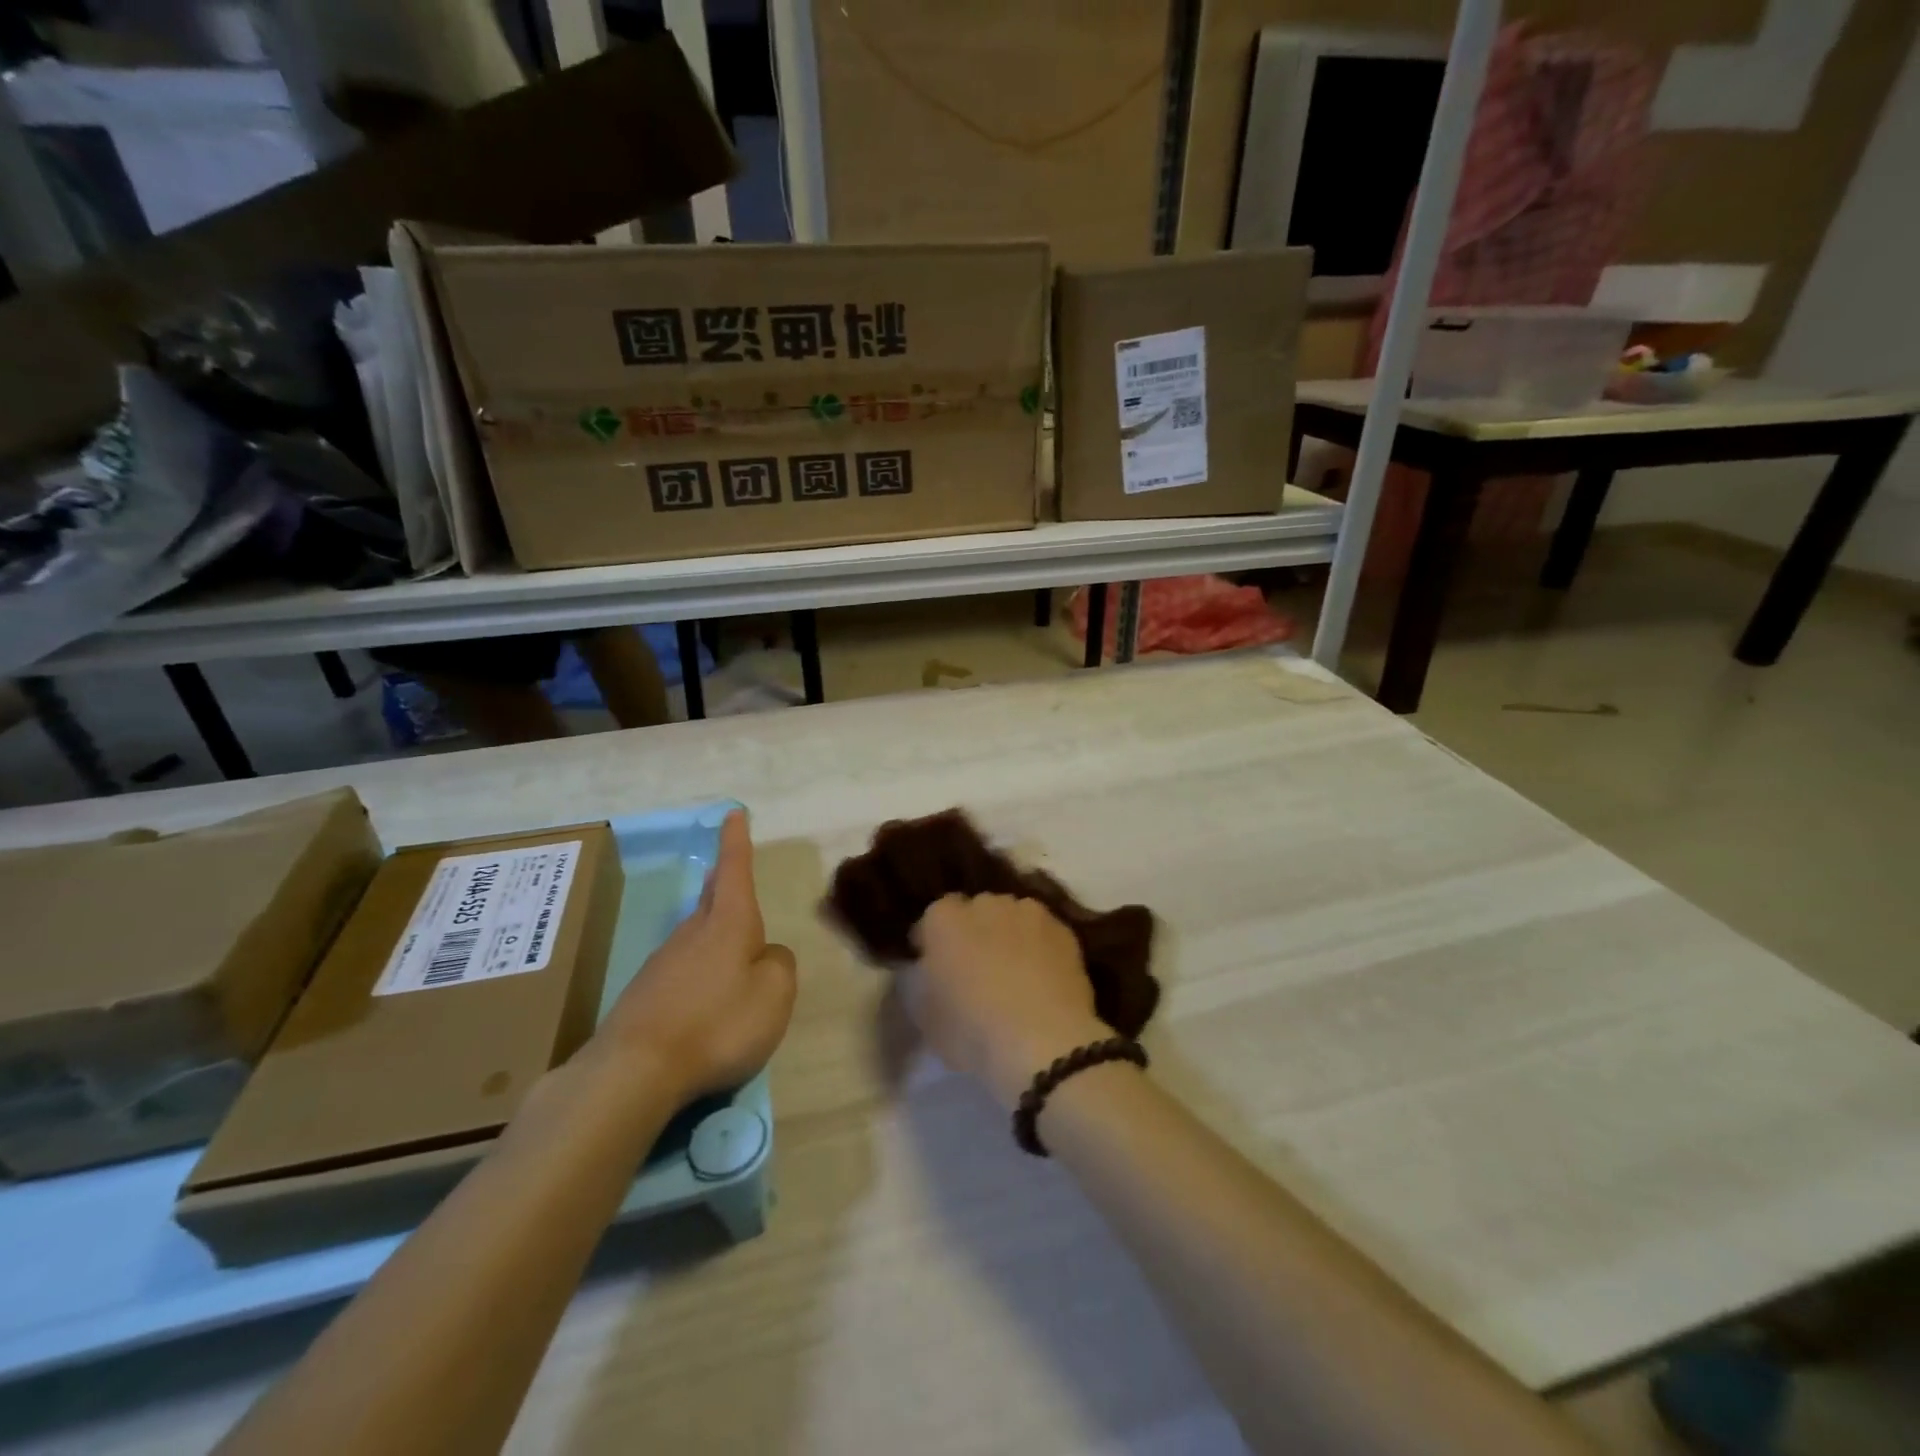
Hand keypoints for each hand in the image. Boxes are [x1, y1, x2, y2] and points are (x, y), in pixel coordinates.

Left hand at [589, 811, 796, 1103]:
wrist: (634, 1070)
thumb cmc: (717, 1023)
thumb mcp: (774, 995)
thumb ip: (780, 966)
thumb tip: (768, 955)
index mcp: (729, 924)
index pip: (735, 870)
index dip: (736, 842)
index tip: (732, 813)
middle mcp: (693, 933)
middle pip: (712, 898)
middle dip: (723, 881)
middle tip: (729, 867)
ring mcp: (663, 963)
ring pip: (696, 935)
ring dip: (713, 932)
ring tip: (731, 950)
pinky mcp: (645, 995)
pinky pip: (682, 971)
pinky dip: (699, 972)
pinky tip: (705, 1001)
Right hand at [903, 894, 1108, 1110]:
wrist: (1044, 1040)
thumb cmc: (972, 1031)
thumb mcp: (926, 1018)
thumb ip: (923, 984)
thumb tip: (931, 973)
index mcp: (944, 919)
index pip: (932, 919)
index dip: (933, 943)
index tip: (936, 969)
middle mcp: (985, 903)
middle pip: (974, 912)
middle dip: (973, 933)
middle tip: (977, 970)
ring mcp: (1028, 912)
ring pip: (1012, 917)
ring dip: (1009, 935)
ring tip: (1015, 973)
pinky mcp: (1063, 929)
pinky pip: (1043, 933)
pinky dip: (1040, 947)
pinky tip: (1043, 978)